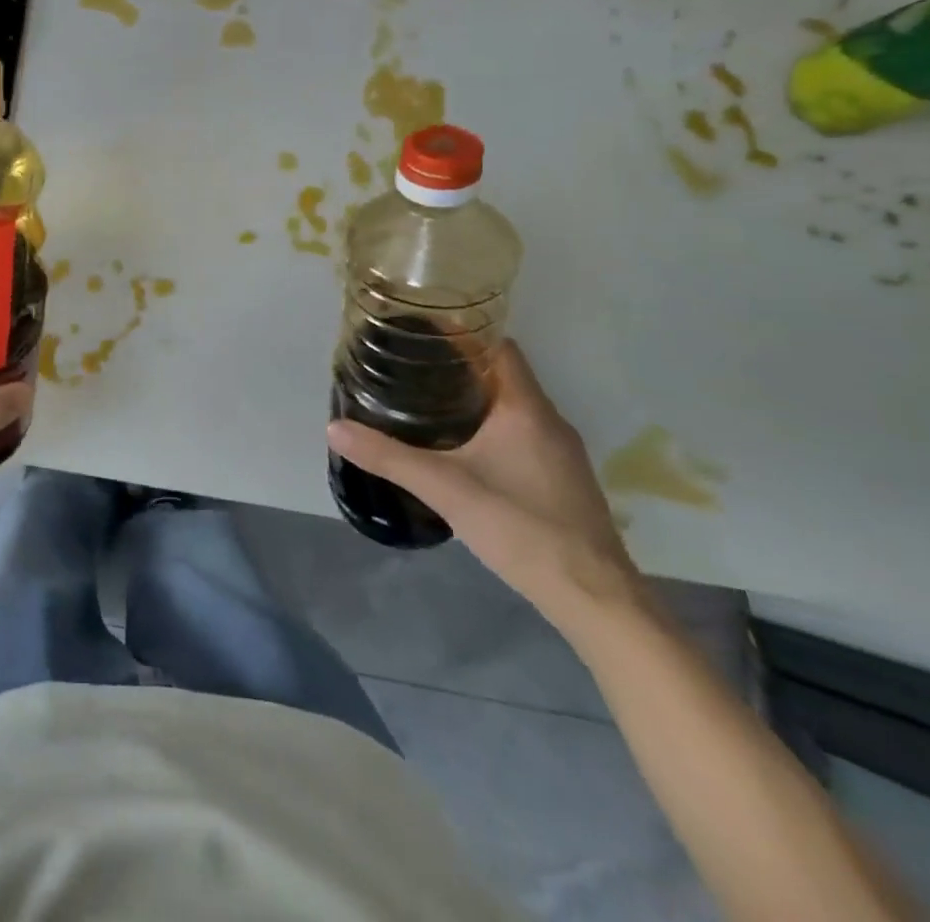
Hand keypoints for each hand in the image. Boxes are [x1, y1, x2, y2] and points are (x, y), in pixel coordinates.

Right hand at [327, 340, 642, 633]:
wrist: (595, 598)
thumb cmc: (521, 526)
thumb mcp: (444, 488)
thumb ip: (388, 456)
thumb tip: (335, 428)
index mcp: (526, 409)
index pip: (498, 348)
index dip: (462, 333)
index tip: (421, 331)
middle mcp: (550, 422)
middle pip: (503, 375)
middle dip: (458, 366)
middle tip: (410, 366)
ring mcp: (561, 454)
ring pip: (513, 407)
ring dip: (475, 398)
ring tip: (425, 401)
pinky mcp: (562, 481)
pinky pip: (521, 435)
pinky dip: (490, 427)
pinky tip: (459, 448)